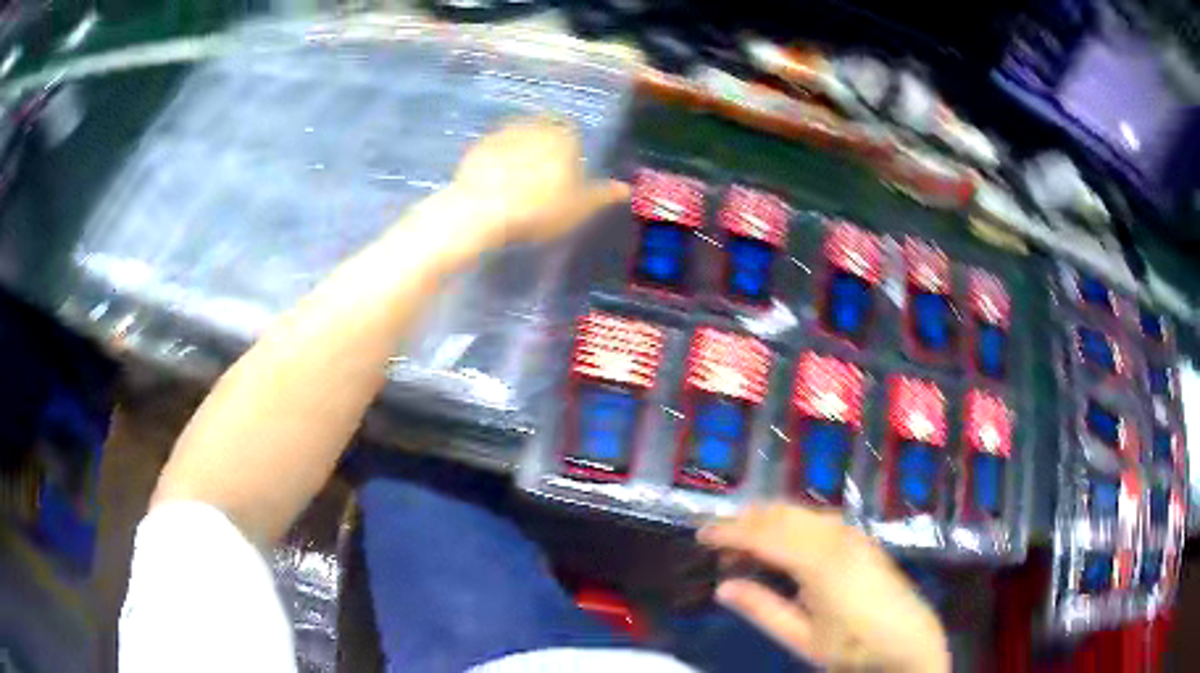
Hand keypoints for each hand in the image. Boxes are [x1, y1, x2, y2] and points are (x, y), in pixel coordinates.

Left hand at [450, 116, 628, 246]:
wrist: (482, 210)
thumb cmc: (539, 208)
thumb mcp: (579, 208)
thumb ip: (603, 195)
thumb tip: (626, 188)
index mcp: (563, 136)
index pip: (571, 130)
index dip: (570, 146)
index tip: (566, 167)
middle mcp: (534, 127)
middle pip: (543, 128)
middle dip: (544, 142)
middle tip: (543, 171)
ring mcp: (502, 134)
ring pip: (517, 135)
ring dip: (519, 148)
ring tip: (518, 176)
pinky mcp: (476, 148)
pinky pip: (493, 149)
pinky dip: (496, 159)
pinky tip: (495, 180)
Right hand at [698, 504, 949, 671]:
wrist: (908, 640)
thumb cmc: (853, 646)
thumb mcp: (802, 637)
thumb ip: (762, 608)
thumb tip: (723, 586)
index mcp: (818, 561)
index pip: (763, 536)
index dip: (729, 533)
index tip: (700, 535)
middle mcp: (835, 537)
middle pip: (782, 515)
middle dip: (746, 522)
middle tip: (719, 543)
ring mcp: (852, 535)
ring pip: (801, 512)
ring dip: (770, 520)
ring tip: (746, 541)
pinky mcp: (861, 540)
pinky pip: (819, 519)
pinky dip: (793, 523)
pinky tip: (786, 541)